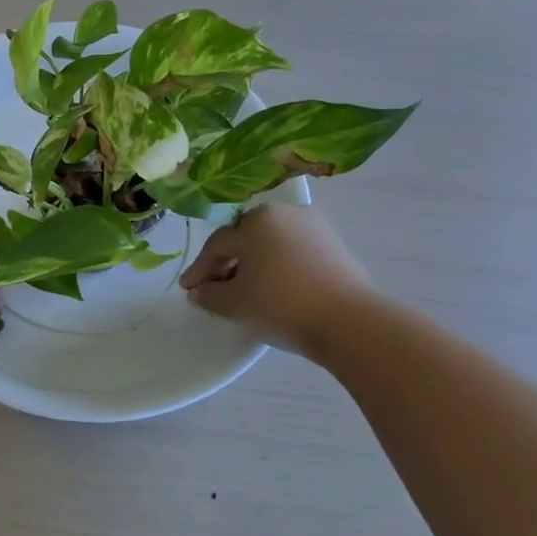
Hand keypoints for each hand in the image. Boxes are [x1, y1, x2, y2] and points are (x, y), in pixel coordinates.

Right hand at [179, 204, 375, 363]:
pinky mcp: (336, 246)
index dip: (200, 270)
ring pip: (271, 246)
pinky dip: (278, 268)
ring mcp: (314, 228)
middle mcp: (285, 213)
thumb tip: (199, 293)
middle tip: (214, 290)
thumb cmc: (280, 304)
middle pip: (245, 240)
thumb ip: (209, 295)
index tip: (188, 291)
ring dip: (253, 266)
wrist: (348, 322)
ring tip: (245, 293)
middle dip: (227, 265)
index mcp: (256, 220)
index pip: (218, 245)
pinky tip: (274, 291)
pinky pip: (294, 254)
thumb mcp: (233, 303)